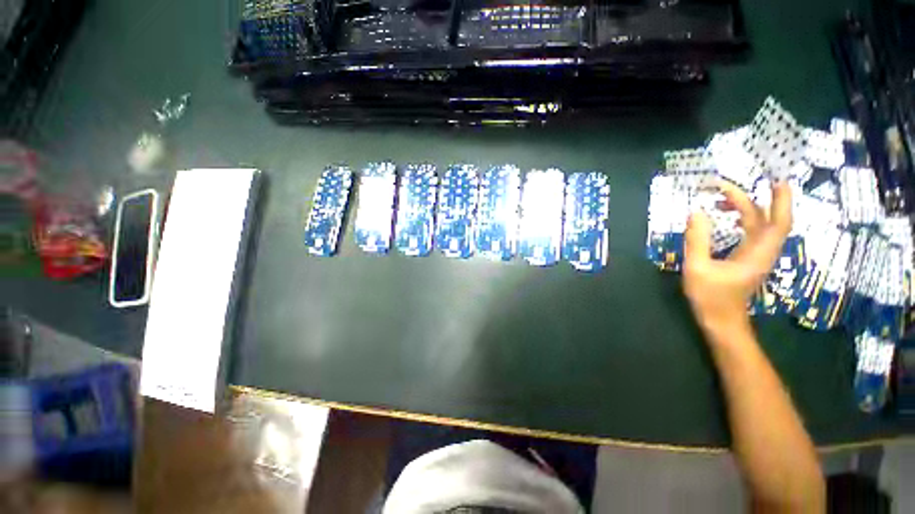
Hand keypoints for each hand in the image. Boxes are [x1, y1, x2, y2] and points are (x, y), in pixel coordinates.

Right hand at [683, 180, 792, 338]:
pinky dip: (740, 219)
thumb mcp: (698, 268)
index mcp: (757, 253)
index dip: (781, 200)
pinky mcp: (746, 259)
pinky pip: (749, 232)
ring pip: (757, 224)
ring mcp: (755, 255)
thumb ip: (697, 240)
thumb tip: (695, 212)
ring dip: (743, 208)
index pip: (778, 222)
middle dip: (748, 199)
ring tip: (720, 198)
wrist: (721, 321)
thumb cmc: (711, 298)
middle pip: (765, 218)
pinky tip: (724, 216)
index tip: (775, 179)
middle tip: (722, 186)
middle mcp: (762, 251)